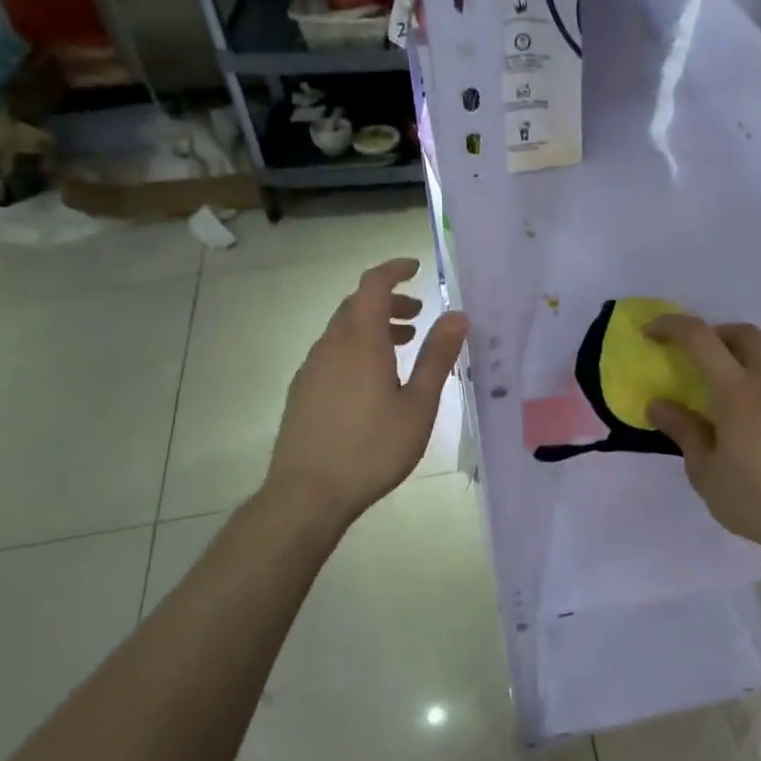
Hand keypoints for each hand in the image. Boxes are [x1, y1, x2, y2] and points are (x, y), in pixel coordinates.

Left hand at [265, 258, 467, 527]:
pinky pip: (332, 353)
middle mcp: (331, 346)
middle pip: (357, 306)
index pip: (373, 285)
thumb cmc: (373, 448)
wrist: (307, 493)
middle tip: (418, 317)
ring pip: (342, 330)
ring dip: (372, 327)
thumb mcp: (418, 404)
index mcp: (360, 342)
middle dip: (388, 302)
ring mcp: (311, 369)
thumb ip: (438, 356)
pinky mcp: (302, 391)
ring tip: (401, 347)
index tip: (415, 268)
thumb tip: (457, 315)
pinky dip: (356, 348)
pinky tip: (372, 381)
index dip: (394, 270)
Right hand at [645, 316, 760, 565]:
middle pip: (743, 333)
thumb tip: (657, 404)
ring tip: (737, 369)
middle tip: (697, 356)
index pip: (700, 338)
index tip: (652, 332)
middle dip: (714, 334)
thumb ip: (683, 431)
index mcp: (738, 392)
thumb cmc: (759, 502)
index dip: (672, 326)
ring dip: (751, 344)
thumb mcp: (707, 473)